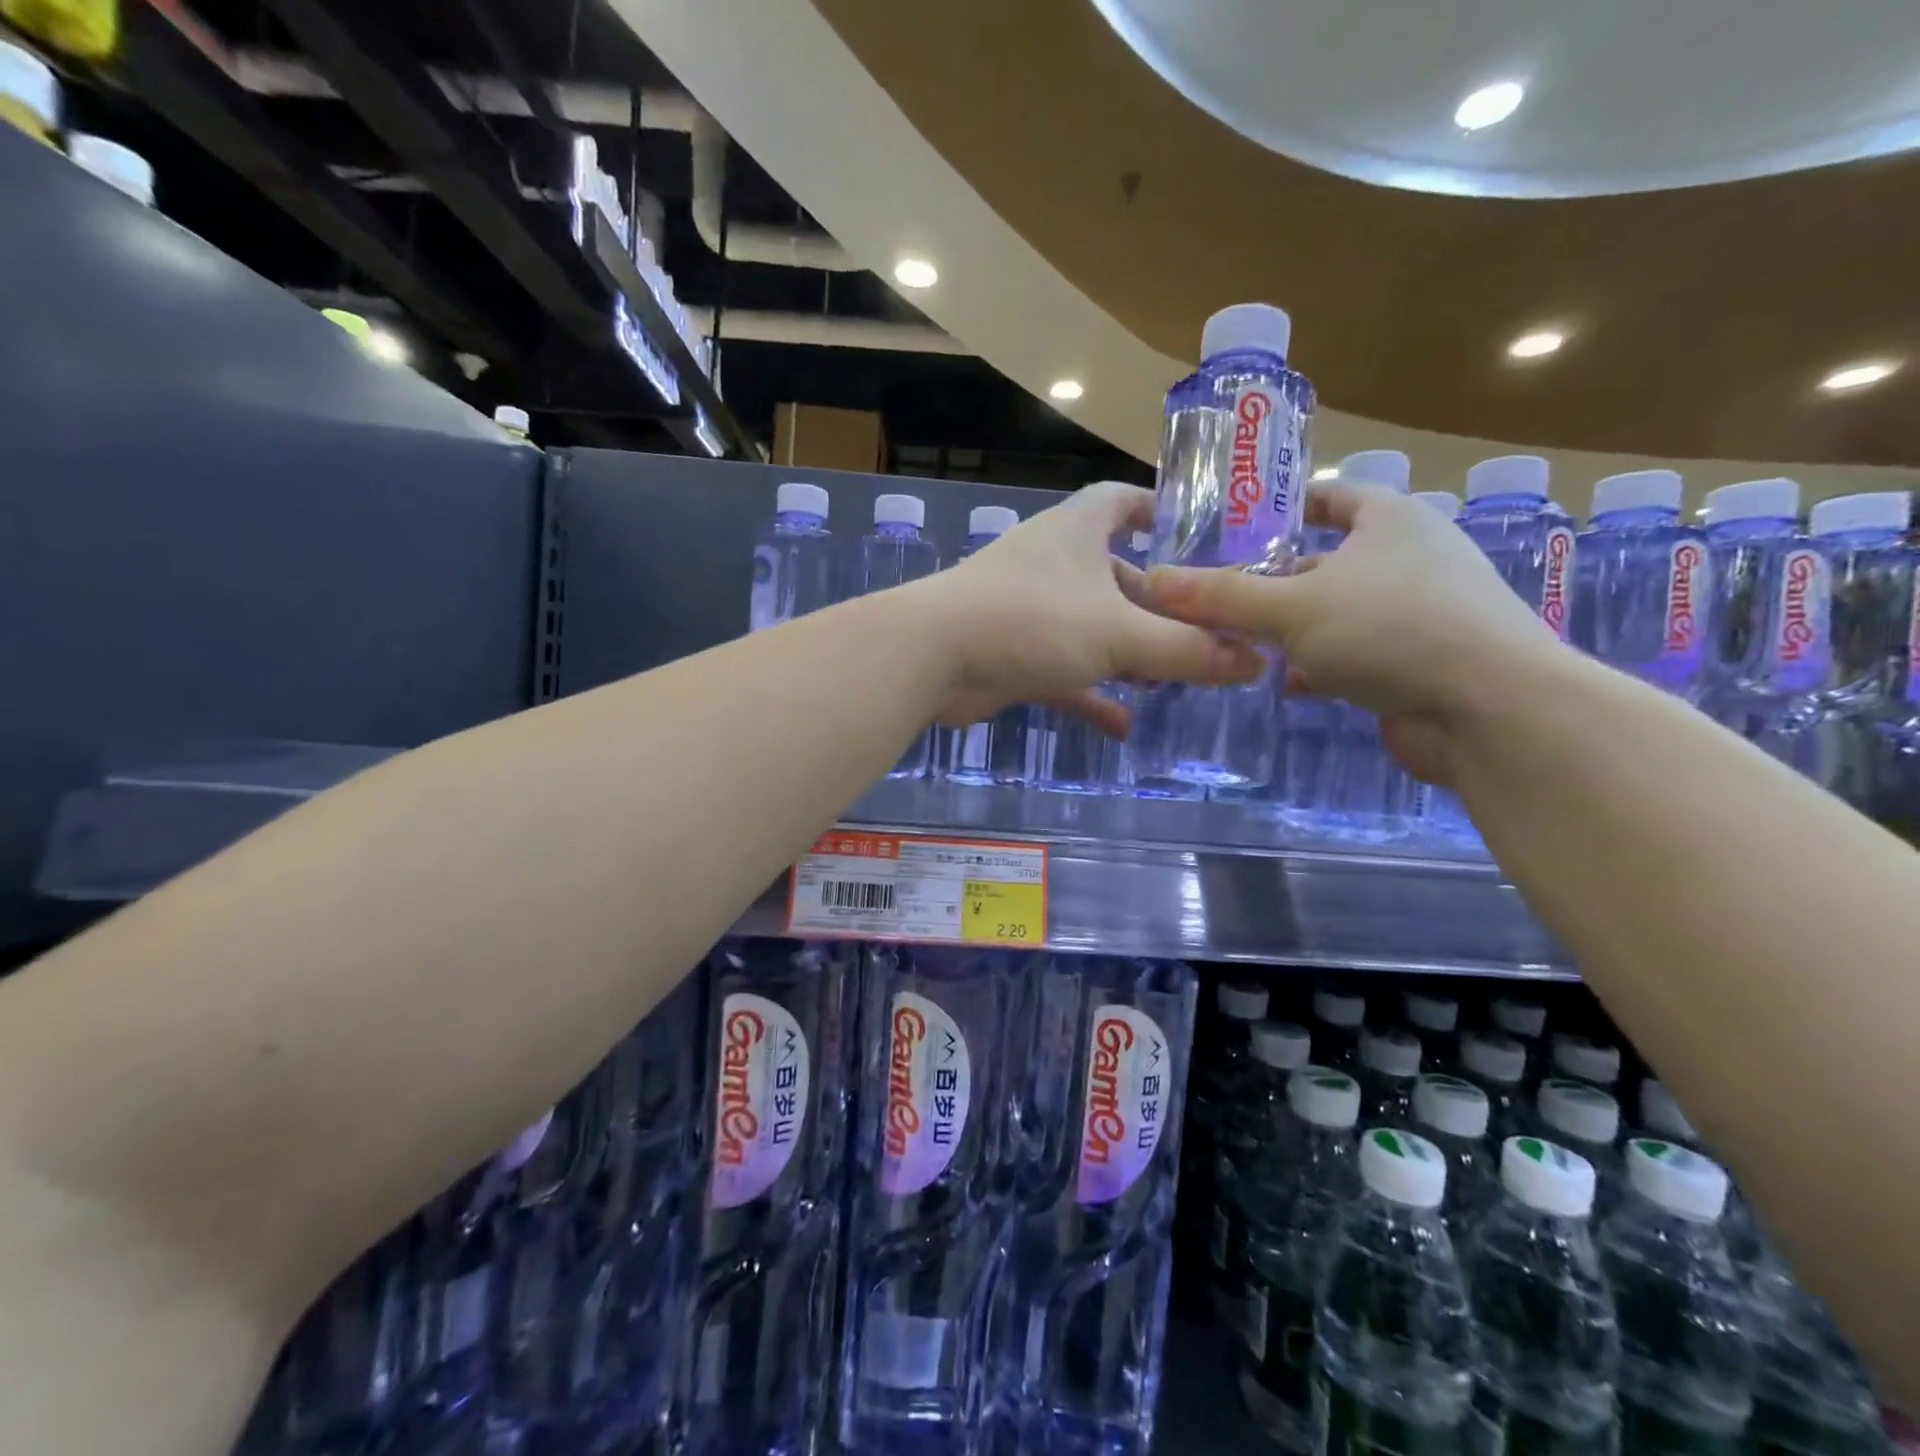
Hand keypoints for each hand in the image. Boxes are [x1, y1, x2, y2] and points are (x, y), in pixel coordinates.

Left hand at [908, 482, 1263, 731]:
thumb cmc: (1030, 619)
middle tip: (1208, 634)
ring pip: (1094, 629)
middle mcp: (1055, 564)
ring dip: (1130, 654)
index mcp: (1078, 530)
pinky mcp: (1014, 655)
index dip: (1162, 510)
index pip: (1125, 500)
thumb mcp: (1118, 633)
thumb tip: (1254, 661)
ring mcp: (1031, 611)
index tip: (1203, 536)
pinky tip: (1124, 728)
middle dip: (1160, 606)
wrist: (932, 658)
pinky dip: (1092, 696)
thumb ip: (1186, 649)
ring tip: (1177, 680)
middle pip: (1119, 576)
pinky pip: (1066, 673)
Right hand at [1145, 483, 1562, 780]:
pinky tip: (1285, 684)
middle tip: (1218, 596)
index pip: (1334, 495)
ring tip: (1236, 642)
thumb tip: (1154, 582)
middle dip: (1274, 580)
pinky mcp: (1418, 663)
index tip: (1241, 523)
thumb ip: (1221, 597)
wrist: (1489, 709)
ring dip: (1292, 629)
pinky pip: (1356, 654)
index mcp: (1390, 521)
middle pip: (1327, 560)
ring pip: (1337, 612)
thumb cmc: (1390, 629)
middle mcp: (1409, 559)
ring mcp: (1419, 613)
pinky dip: (1320, 666)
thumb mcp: (1291, 607)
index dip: (1288, 504)